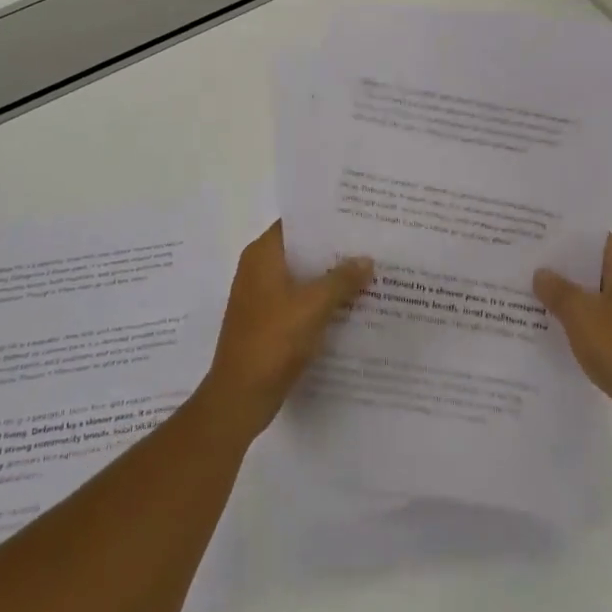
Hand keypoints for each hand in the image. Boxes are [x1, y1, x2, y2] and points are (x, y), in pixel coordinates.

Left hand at [200, 222, 372, 441]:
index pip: (296, 223)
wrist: (241, 395)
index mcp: (262, 255)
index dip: (324, 218)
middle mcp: (258, 270)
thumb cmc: (273, 340)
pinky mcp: (268, 322)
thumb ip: (341, 279)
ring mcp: (262, 297)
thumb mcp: (313, 305)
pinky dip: (321, 301)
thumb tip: (366, 259)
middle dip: (333, 249)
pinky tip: (351, 306)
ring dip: (329, 277)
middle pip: (301, 249)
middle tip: (371, 243)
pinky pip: (299, 301)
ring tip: (369, 272)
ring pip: (302, 277)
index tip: (356, 216)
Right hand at [534, 235, 611, 450]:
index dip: (564, 234)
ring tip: (525, 291)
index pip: (594, 238)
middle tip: (521, 261)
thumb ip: (557, 289)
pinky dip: (576, 320)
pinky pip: (597, 320)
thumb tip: (541, 273)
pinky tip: (546, 325)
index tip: (533, 232)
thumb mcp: (581, 314)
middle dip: (559, 266)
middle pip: (592, 266)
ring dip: (565, 296)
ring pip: (593, 295)